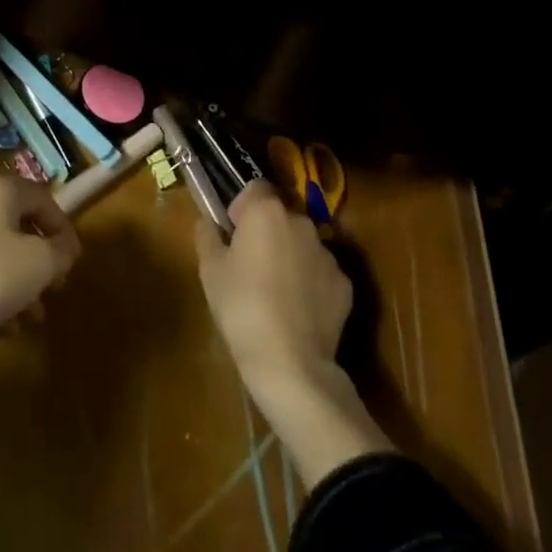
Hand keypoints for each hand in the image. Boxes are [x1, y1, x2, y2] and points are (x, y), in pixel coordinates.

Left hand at [0, 173, 81, 344]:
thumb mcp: (39, 263)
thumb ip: (61, 251)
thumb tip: (65, 247)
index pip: (44, 198)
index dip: (64, 228)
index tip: (73, 262)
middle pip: (21, 226)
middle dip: (43, 261)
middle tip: (56, 288)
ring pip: (2, 254)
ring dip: (22, 284)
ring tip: (34, 317)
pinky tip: (6, 328)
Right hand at [197, 182, 393, 487]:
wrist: (290, 363)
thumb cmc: (241, 307)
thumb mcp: (210, 270)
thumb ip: (207, 235)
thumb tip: (209, 222)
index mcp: (266, 211)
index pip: (255, 188)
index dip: (241, 207)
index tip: (233, 234)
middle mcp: (301, 223)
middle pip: (280, 215)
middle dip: (267, 231)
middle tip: (250, 263)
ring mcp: (327, 254)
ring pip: (302, 243)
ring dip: (290, 254)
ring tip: (275, 291)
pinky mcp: (344, 284)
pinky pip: (320, 272)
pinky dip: (310, 282)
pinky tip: (297, 310)